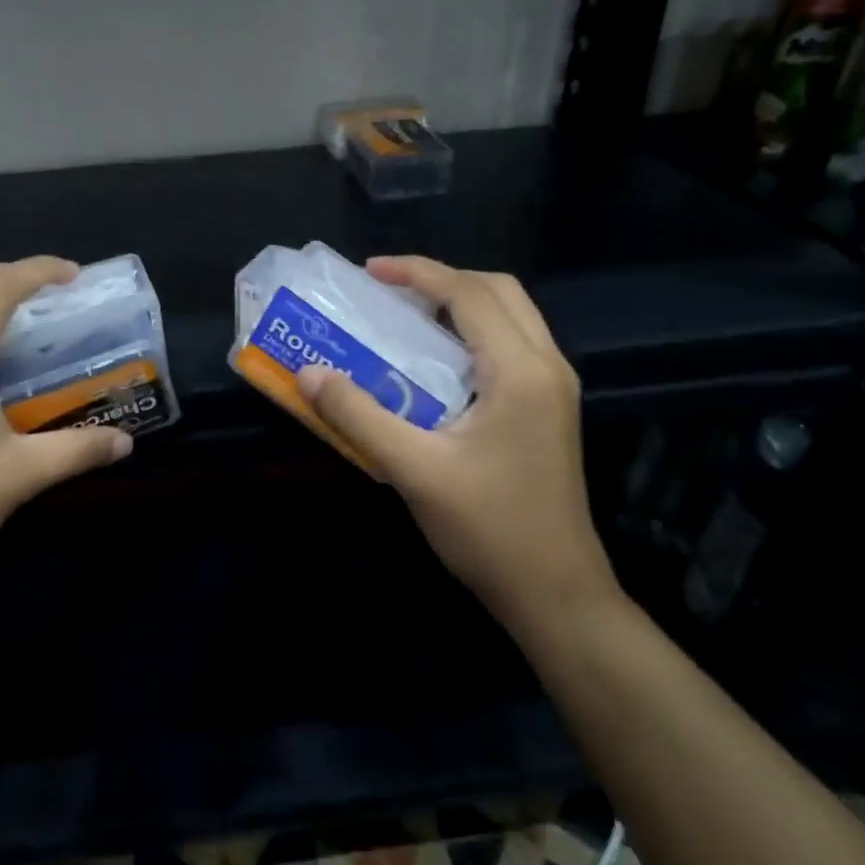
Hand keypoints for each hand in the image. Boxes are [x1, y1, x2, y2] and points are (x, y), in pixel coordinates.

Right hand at [294, 256, 619, 635]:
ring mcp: (554, 390)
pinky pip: (512, 346)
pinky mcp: (549, 411)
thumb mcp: (414, 470)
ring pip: (511, 316)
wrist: (556, 593)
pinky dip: (473, 334)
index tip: (369, 272)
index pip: (469, 294)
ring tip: (407, 317)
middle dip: (443, 279)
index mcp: (520, 372)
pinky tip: (436, 363)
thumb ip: (358, 416)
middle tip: (390, 291)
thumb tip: (309, 374)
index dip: (417, 273)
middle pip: (499, 291)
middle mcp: (547, 367)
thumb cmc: (489, 529)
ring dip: (460, 304)